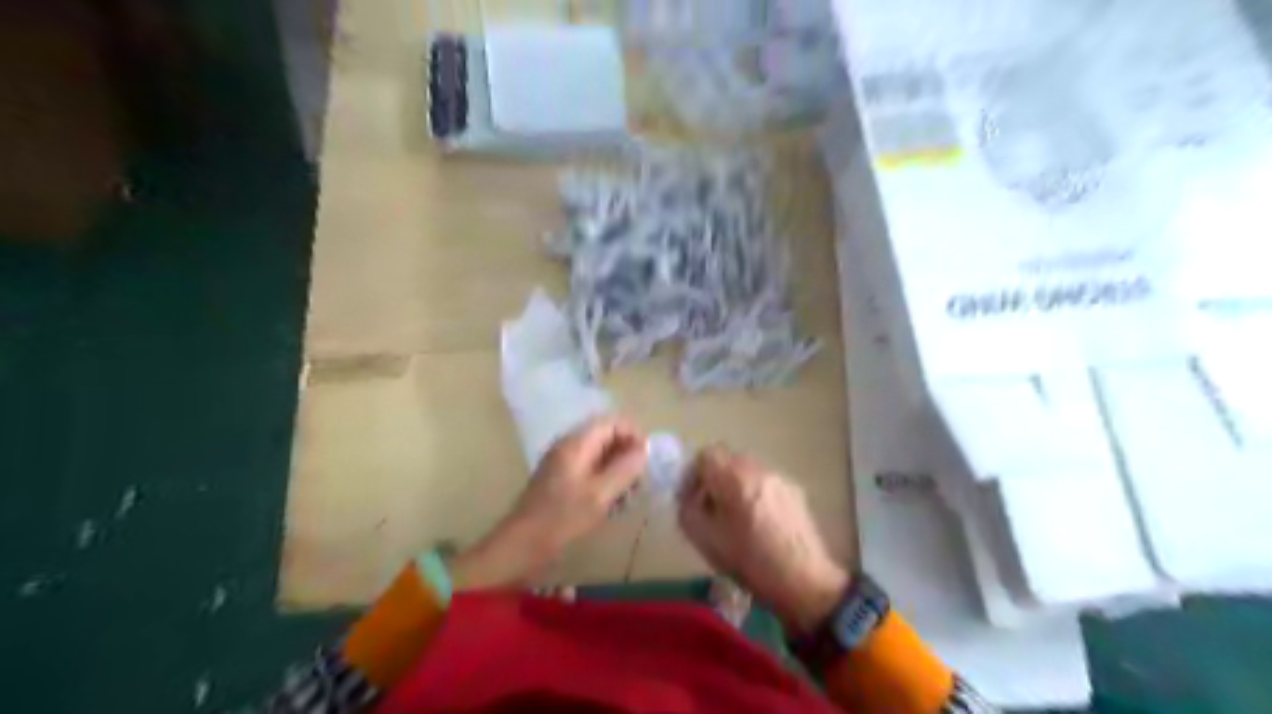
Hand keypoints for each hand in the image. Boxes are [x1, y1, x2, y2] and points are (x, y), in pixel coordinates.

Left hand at [448, 414, 645, 587]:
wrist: (520, 545)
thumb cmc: (561, 518)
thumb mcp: (599, 495)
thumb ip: (624, 469)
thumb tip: (644, 450)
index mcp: (577, 443)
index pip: (612, 422)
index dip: (634, 435)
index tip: (647, 460)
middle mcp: (569, 446)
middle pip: (607, 437)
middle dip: (627, 454)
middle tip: (640, 481)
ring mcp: (563, 463)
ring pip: (600, 455)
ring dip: (618, 470)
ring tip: (629, 495)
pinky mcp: (561, 480)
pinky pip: (590, 470)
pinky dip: (606, 481)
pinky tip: (613, 503)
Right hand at [680, 447, 846, 636]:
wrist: (803, 581)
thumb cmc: (749, 561)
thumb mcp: (704, 539)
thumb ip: (688, 509)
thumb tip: (690, 496)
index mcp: (734, 477)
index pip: (706, 454)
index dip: (694, 474)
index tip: (693, 499)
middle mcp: (758, 469)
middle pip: (728, 460)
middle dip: (715, 480)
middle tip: (712, 509)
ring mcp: (780, 478)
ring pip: (748, 471)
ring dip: (736, 486)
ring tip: (737, 518)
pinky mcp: (795, 491)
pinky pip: (765, 482)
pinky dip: (755, 494)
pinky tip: (760, 524)